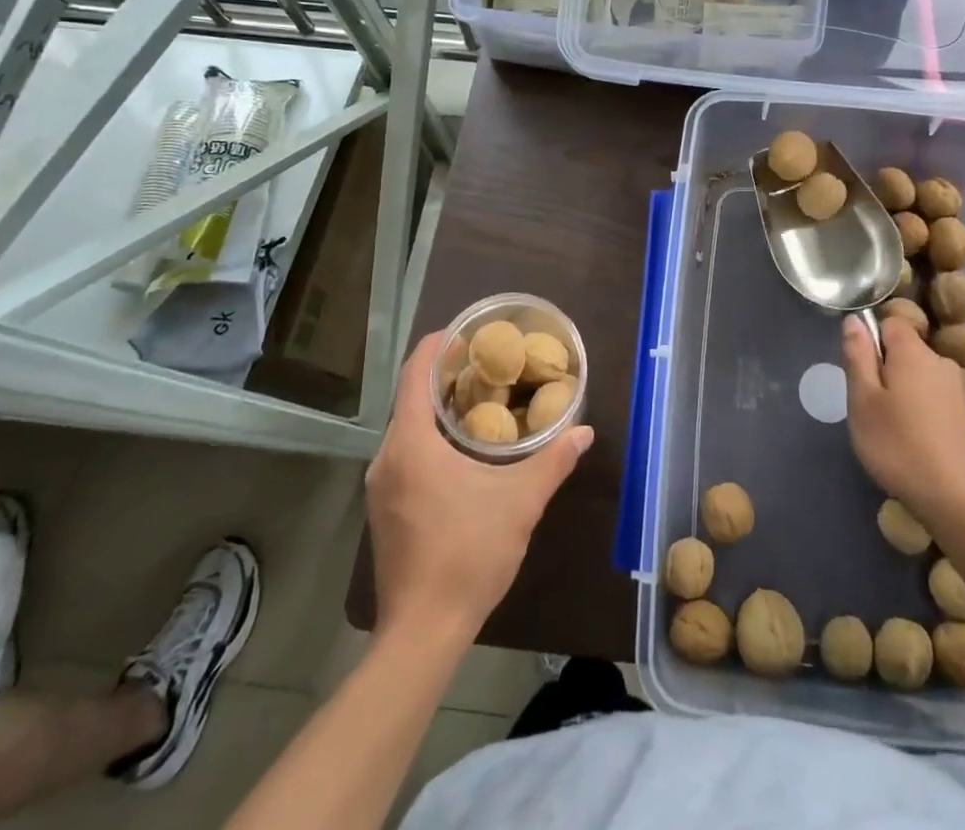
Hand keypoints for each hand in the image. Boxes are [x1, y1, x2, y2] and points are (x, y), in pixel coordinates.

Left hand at [367, 333, 592, 640]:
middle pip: (409, 399)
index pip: (414, 375)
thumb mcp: (520, 502)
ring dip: (436, 409)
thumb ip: (552, 461)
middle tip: (484, 363)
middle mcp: (387, 458)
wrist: (422, 632)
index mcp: (411, 444)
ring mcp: (380, 487)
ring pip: (406, 429)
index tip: (463, 331)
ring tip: (478, 399)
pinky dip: (428, 437)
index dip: (435, 346)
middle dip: (442, 376)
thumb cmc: (468, 554)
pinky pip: (404, 454)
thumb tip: (583, 432)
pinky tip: (460, 449)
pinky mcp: (384, 510)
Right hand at [843, 315, 964, 531]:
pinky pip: (932, 398)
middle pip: (904, 350)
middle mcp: (940, 362)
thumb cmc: (898, 445)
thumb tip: (855, 319)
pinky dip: (919, 411)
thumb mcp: (863, 400)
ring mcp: (956, 389)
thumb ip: (858, 355)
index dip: (870, 341)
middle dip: (884, 370)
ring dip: (901, 392)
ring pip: (917, 376)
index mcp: (913, 352)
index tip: (861, 373)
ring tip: (890, 429)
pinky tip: (913, 442)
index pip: (889, 323)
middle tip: (870, 407)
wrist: (956, 498)